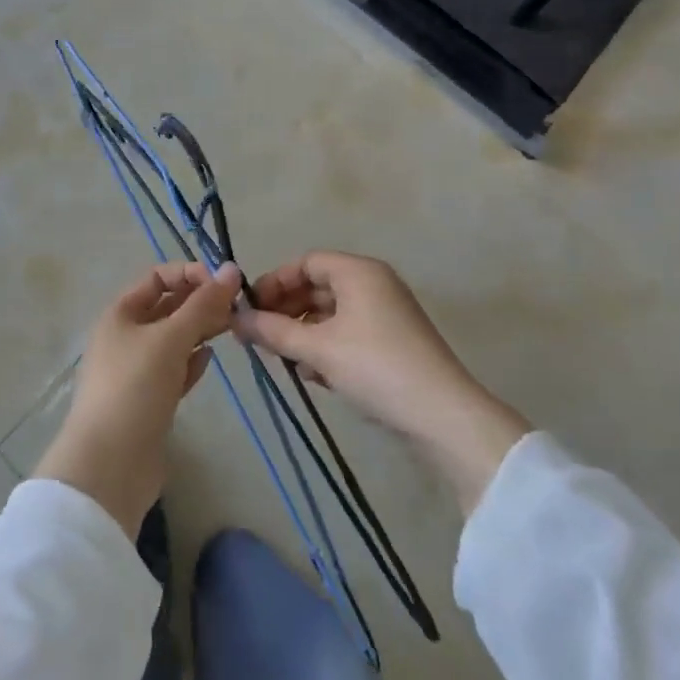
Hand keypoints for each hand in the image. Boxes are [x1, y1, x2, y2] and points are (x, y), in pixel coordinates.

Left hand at [35, 262, 240, 536]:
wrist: (109, 466)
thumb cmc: (134, 388)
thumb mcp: (170, 339)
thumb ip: (203, 304)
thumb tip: (231, 268)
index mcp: (120, 313)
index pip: (158, 277)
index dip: (189, 274)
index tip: (223, 284)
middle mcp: (125, 336)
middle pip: (167, 308)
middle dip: (200, 302)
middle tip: (238, 307)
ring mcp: (135, 371)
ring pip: (173, 339)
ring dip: (200, 331)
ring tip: (232, 328)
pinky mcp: (148, 401)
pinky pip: (173, 370)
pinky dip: (192, 362)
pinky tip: (209, 360)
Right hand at [236, 251, 530, 514]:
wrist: (443, 416)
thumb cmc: (376, 368)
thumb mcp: (318, 350)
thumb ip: (274, 332)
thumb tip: (236, 319)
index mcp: (358, 271)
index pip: (305, 262)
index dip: (274, 282)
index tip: (249, 308)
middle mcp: (374, 283)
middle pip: (318, 286)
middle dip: (286, 310)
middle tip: (259, 336)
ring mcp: (386, 313)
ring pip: (332, 313)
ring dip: (303, 332)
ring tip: (282, 358)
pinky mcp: (393, 342)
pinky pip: (348, 332)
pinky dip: (326, 346)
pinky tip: (312, 374)